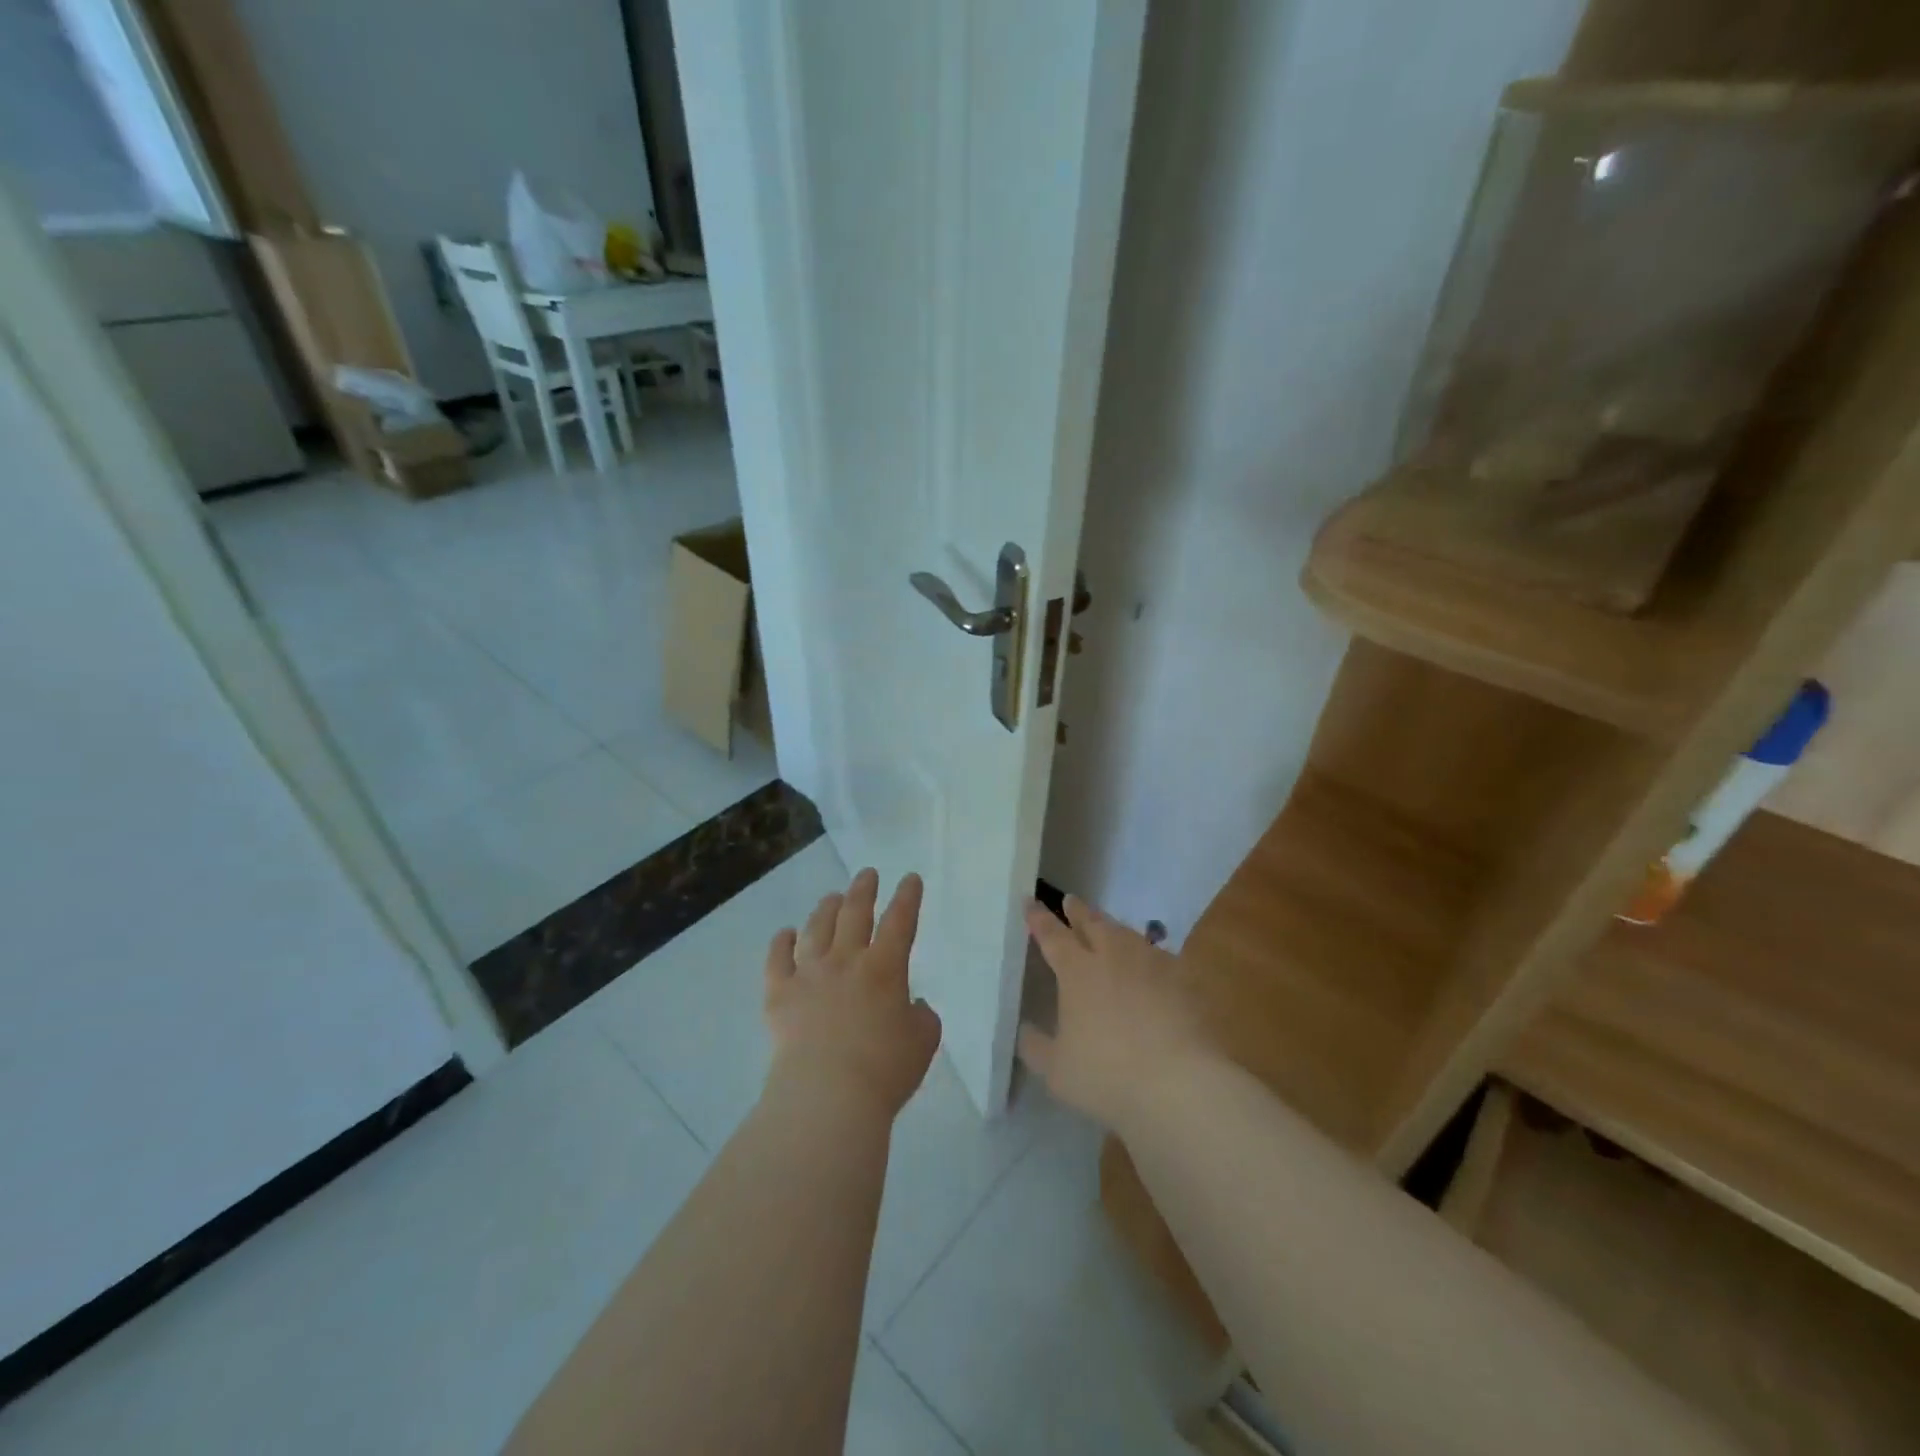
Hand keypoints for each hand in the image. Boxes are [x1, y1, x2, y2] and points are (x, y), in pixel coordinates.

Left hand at [763, 868, 941, 1120]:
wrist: (827, 1095)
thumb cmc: (884, 1069)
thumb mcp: (923, 1042)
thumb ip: (922, 1016)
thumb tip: (911, 1004)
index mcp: (885, 968)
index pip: (900, 921)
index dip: (908, 897)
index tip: (910, 879)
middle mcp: (846, 960)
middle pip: (854, 913)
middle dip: (863, 890)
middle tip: (867, 874)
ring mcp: (809, 973)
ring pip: (816, 928)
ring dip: (826, 908)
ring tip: (832, 897)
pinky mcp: (780, 994)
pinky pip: (777, 959)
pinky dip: (781, 943)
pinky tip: (785, 934)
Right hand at [1017, 895, 1208, 1132]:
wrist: (1179, 1083)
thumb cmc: (1107, 1075)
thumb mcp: (1057, 1071)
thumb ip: (1036, 1047)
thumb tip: (1025, 1030)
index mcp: (1077, 971)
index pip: (1052, 935)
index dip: (1039, 918)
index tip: (1030, 901)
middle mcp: (1112, 956)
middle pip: (1093, 924)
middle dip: (1078, 911)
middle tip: (1070, 900)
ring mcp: (1151, 964)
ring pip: (1126, 934)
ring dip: (1111, 926)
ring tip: (1107, 925)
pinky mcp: (1182, 980)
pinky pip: (1159, 955)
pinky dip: (1146, 953)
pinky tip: (1149, 961)